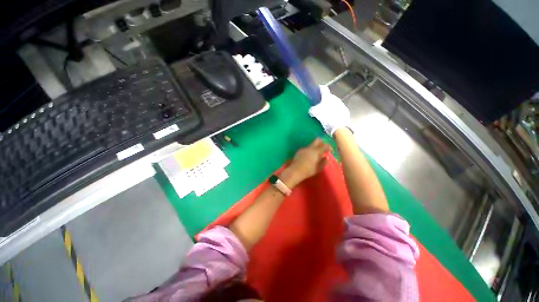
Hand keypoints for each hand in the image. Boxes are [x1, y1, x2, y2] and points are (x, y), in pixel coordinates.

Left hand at [280, 138, 330, 187]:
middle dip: (322, 142)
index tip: (330, 150)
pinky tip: (309, 156)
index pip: (325, 145)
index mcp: (316, 152)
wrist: (295, 171)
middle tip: (324, 148)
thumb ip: (323, 162)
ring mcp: (304, 149)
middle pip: (317, 140)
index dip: (329, 147)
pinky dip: (310, 150)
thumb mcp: (318, 168)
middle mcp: (310, 148)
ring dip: (315, 147)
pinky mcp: (299, 151)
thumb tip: (326, 157)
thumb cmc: (308, 171)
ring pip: (311, 144)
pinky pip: (306, 148)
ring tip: (316, 154)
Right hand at [309, 85, 350, 135]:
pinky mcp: (345, 112)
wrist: (340, 127)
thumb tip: (311, 110)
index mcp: (328, 97)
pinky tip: (332, 119)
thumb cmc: (327, 118)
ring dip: (330, 107)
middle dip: (324, 101)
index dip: (320, 89)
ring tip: (325, 115)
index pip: (323, 89)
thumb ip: (312, 110)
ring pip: (334, 104)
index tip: (317, 90)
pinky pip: (338, 110)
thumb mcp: (316, 114)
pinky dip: (335, 113)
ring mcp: (342, 105)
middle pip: (329, 97)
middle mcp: (335, 98)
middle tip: (319, 107)